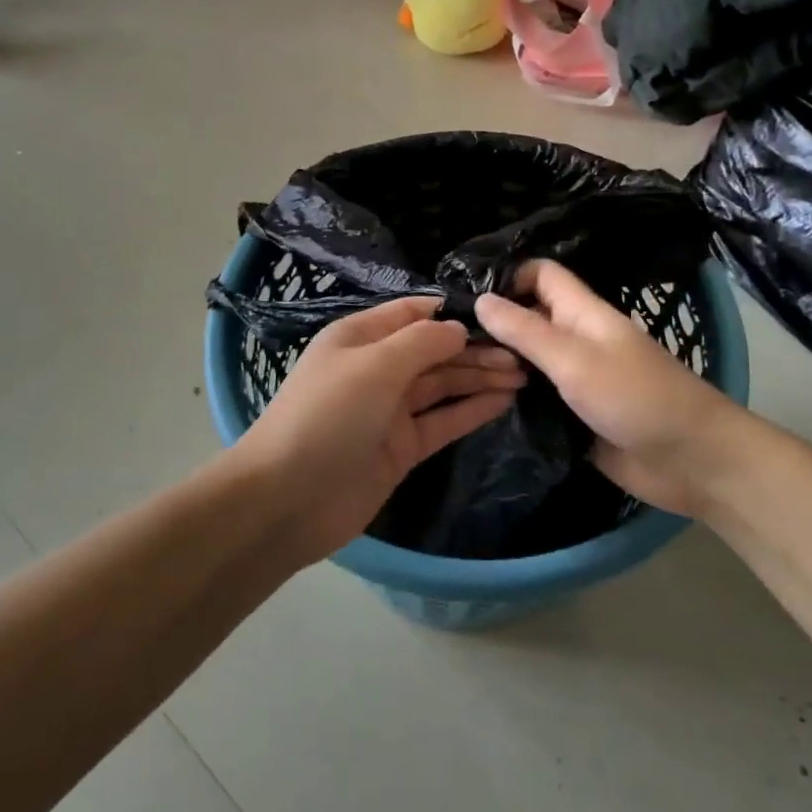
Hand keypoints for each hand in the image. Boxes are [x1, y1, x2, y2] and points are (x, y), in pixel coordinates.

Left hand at [232, 297, 523, 563]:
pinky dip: (471, 409)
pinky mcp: (402, 448)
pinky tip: (504, 400)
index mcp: (360, 337)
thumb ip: (421, 342)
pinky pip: (442, 421)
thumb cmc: (328, 415)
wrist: (288, 499)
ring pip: (443, 385)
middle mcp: (377, 368)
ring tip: (524, 372)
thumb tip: (459, 329)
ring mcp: (390, 410)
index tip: (497, 313)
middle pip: (434, 350)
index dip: (452, 312)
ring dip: (480, 377)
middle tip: (523, 351)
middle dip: (475, 348)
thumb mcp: (373, 365)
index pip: (413, 312)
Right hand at [476, 260, 738, 516]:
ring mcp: (576, 378)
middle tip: (447, 344)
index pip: (540, 275)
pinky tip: (480, 405)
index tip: (464, 298)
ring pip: (529, 359)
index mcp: (582, 313)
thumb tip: (480, 299)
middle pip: (528, 317)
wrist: (691, 462)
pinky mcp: (574, 414)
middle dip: (492, 325)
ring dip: (499, 365)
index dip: (507, 277)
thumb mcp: (575, 359)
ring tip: (455, 373)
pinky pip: (536, 397)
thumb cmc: (636, 398)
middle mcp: (576, 339)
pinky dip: (513, 398)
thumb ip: (526, 331)